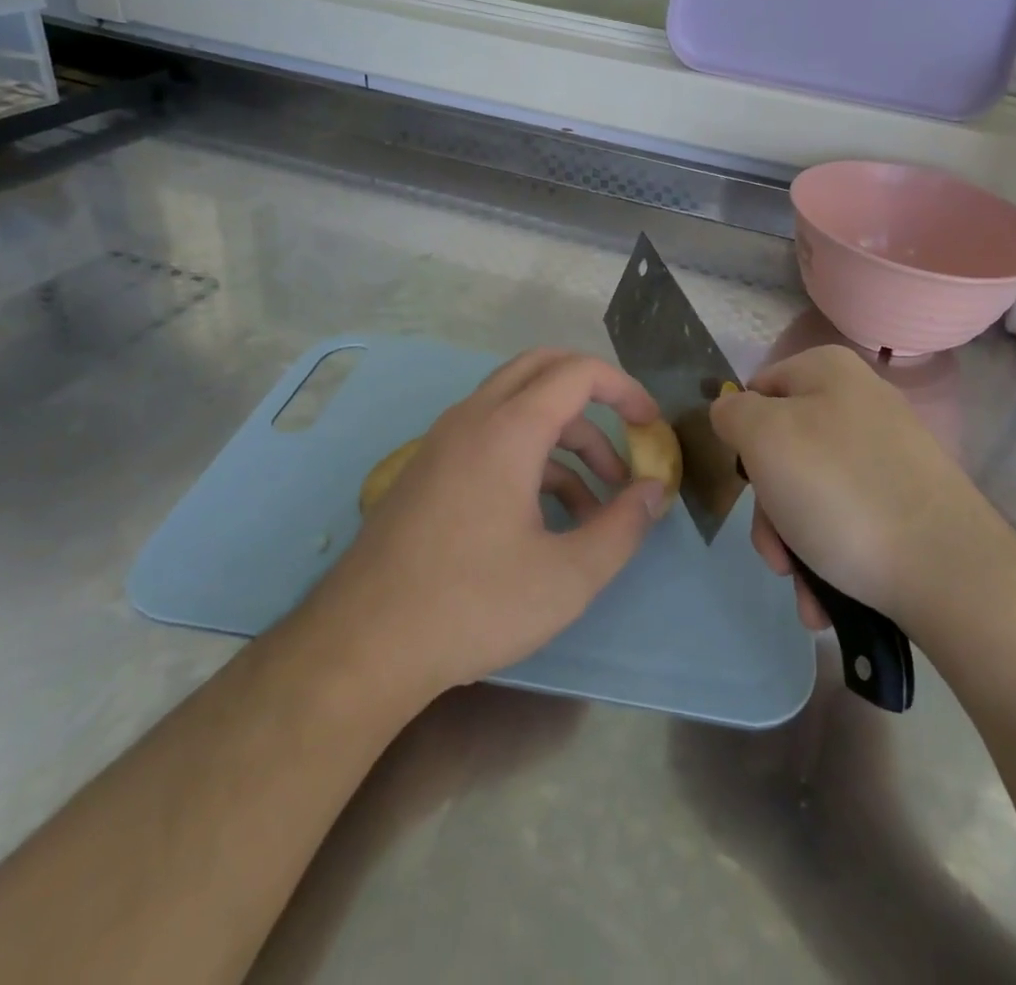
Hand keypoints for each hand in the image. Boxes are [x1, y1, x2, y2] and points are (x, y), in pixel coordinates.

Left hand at [315, 349, 673, 698]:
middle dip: (594, 393)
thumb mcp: (568, 576)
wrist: (361, 646)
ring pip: (518, 404)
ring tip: (598, 500)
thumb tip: (654, 491)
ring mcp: (444, 441)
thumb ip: (623, 526)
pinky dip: (531, 455)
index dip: (625, 389)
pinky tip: (550, 516)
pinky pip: (492, 435)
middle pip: (543, 368)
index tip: (651, 425)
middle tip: (627, 432)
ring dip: (565, 434)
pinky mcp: (430, 468)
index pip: (578, 372)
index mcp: (508, 429)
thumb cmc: (472, 605)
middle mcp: (473, 418)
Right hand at [711, 346, 1004, 633]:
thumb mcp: (764, 438)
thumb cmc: (839, 492)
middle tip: (776, 553)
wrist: (949, 572)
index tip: (746, 482)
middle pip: (782, 449)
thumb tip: (732, 410)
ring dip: (795, 544)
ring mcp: (888, 453)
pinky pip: (848, 518)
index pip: (757, 390)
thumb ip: (733, 413)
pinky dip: (829, 555)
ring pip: (811, 492)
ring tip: (806, 591)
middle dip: (769, 509)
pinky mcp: (908, 499)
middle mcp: (860, 402)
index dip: (742, 437)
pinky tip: (827, 597)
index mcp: (828, 371)